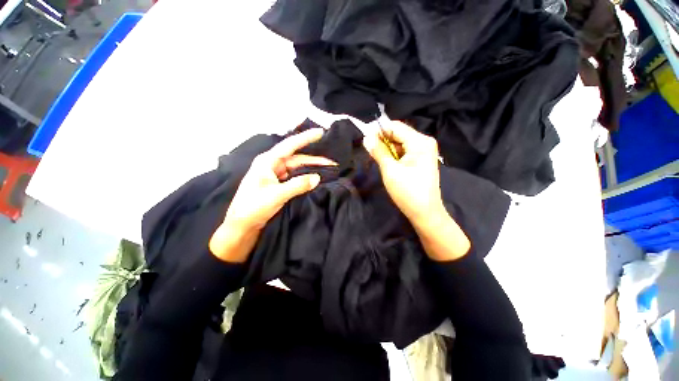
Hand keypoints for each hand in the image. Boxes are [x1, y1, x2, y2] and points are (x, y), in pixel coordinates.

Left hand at [210, 129, 335, 261]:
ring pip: (297, 168)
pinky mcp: (278, 185)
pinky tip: (315, 179)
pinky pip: (295, 177)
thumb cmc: (253, 207)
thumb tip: (317, 178)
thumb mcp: (277, 195)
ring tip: (328, 170)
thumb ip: (298, 185)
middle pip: (297, 158)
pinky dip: (305, 178)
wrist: (241, 226)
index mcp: (267, 161)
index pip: (290, 146)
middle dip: (314, 160)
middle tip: (332, 162)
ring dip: (311, 169)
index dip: (306, 138)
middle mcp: (272, 165)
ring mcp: (275, 175)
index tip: (321, 132)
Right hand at [362, 121, 445, 226]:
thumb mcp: (390, 170)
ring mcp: (424, 151)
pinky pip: (404, 151)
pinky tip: (386, 161)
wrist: (425, 212)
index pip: (396, 127)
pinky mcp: (421, 159)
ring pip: (400, 142)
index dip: (379, 130)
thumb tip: (366, 137)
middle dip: (383, 139)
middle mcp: (424, 142)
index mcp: (420, 142)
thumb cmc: (407, 192)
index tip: (365, 137)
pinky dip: (394, 154)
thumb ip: (378, 151)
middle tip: (368, 149)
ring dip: (387, 148)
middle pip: (399, 133)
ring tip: (375, 156)